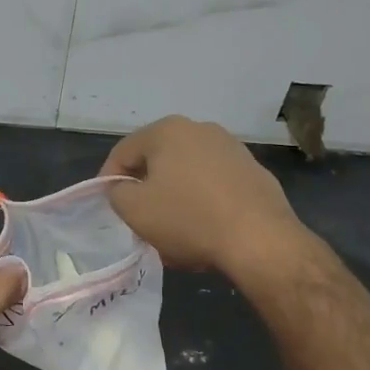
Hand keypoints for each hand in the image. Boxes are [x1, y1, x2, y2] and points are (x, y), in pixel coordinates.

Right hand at [101, 116, 307, 281]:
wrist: (260, 240)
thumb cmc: (188, 219)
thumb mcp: (134, 209)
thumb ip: (116, 192)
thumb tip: (124, 188)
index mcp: (167, 130)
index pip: (123, 152)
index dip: (109, 179)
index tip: (110, 206)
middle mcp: (200, 129)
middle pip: (158, 160)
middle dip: (145, 188)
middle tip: (140, 219)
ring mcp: (232, 148)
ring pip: (187, 173)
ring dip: (174, 196)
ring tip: (172, 229)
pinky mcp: (254, 171)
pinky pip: (214, 184)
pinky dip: (202, 202)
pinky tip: (204, 230)